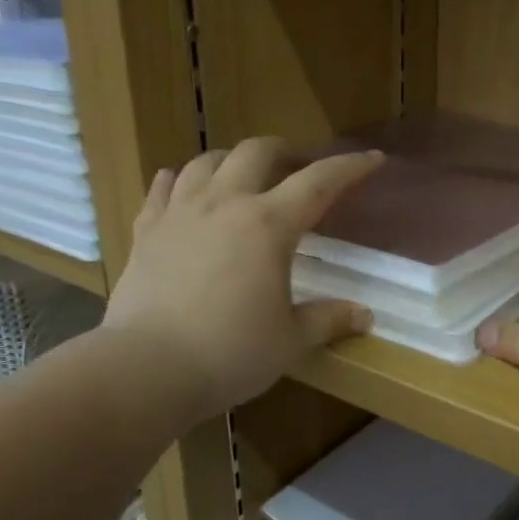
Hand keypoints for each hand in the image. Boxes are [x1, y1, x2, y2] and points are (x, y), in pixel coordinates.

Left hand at [105, 137, 382, 418]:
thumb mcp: (290, 340)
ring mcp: (180, 213)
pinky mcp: (146, 231)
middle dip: (283, 151)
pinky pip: (163, 188)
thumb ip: (328, 320)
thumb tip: (365, 316)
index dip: (349, 167)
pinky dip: (181, 180)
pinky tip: (183, 186)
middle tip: (296, 166)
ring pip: (207, 162)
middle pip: (256, 153)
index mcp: (268, 225)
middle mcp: (224, 205)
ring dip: (232, 160)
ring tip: (243, 175)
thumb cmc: (230, 353)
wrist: (147, 368)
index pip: (319, 182)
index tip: (373, 158)